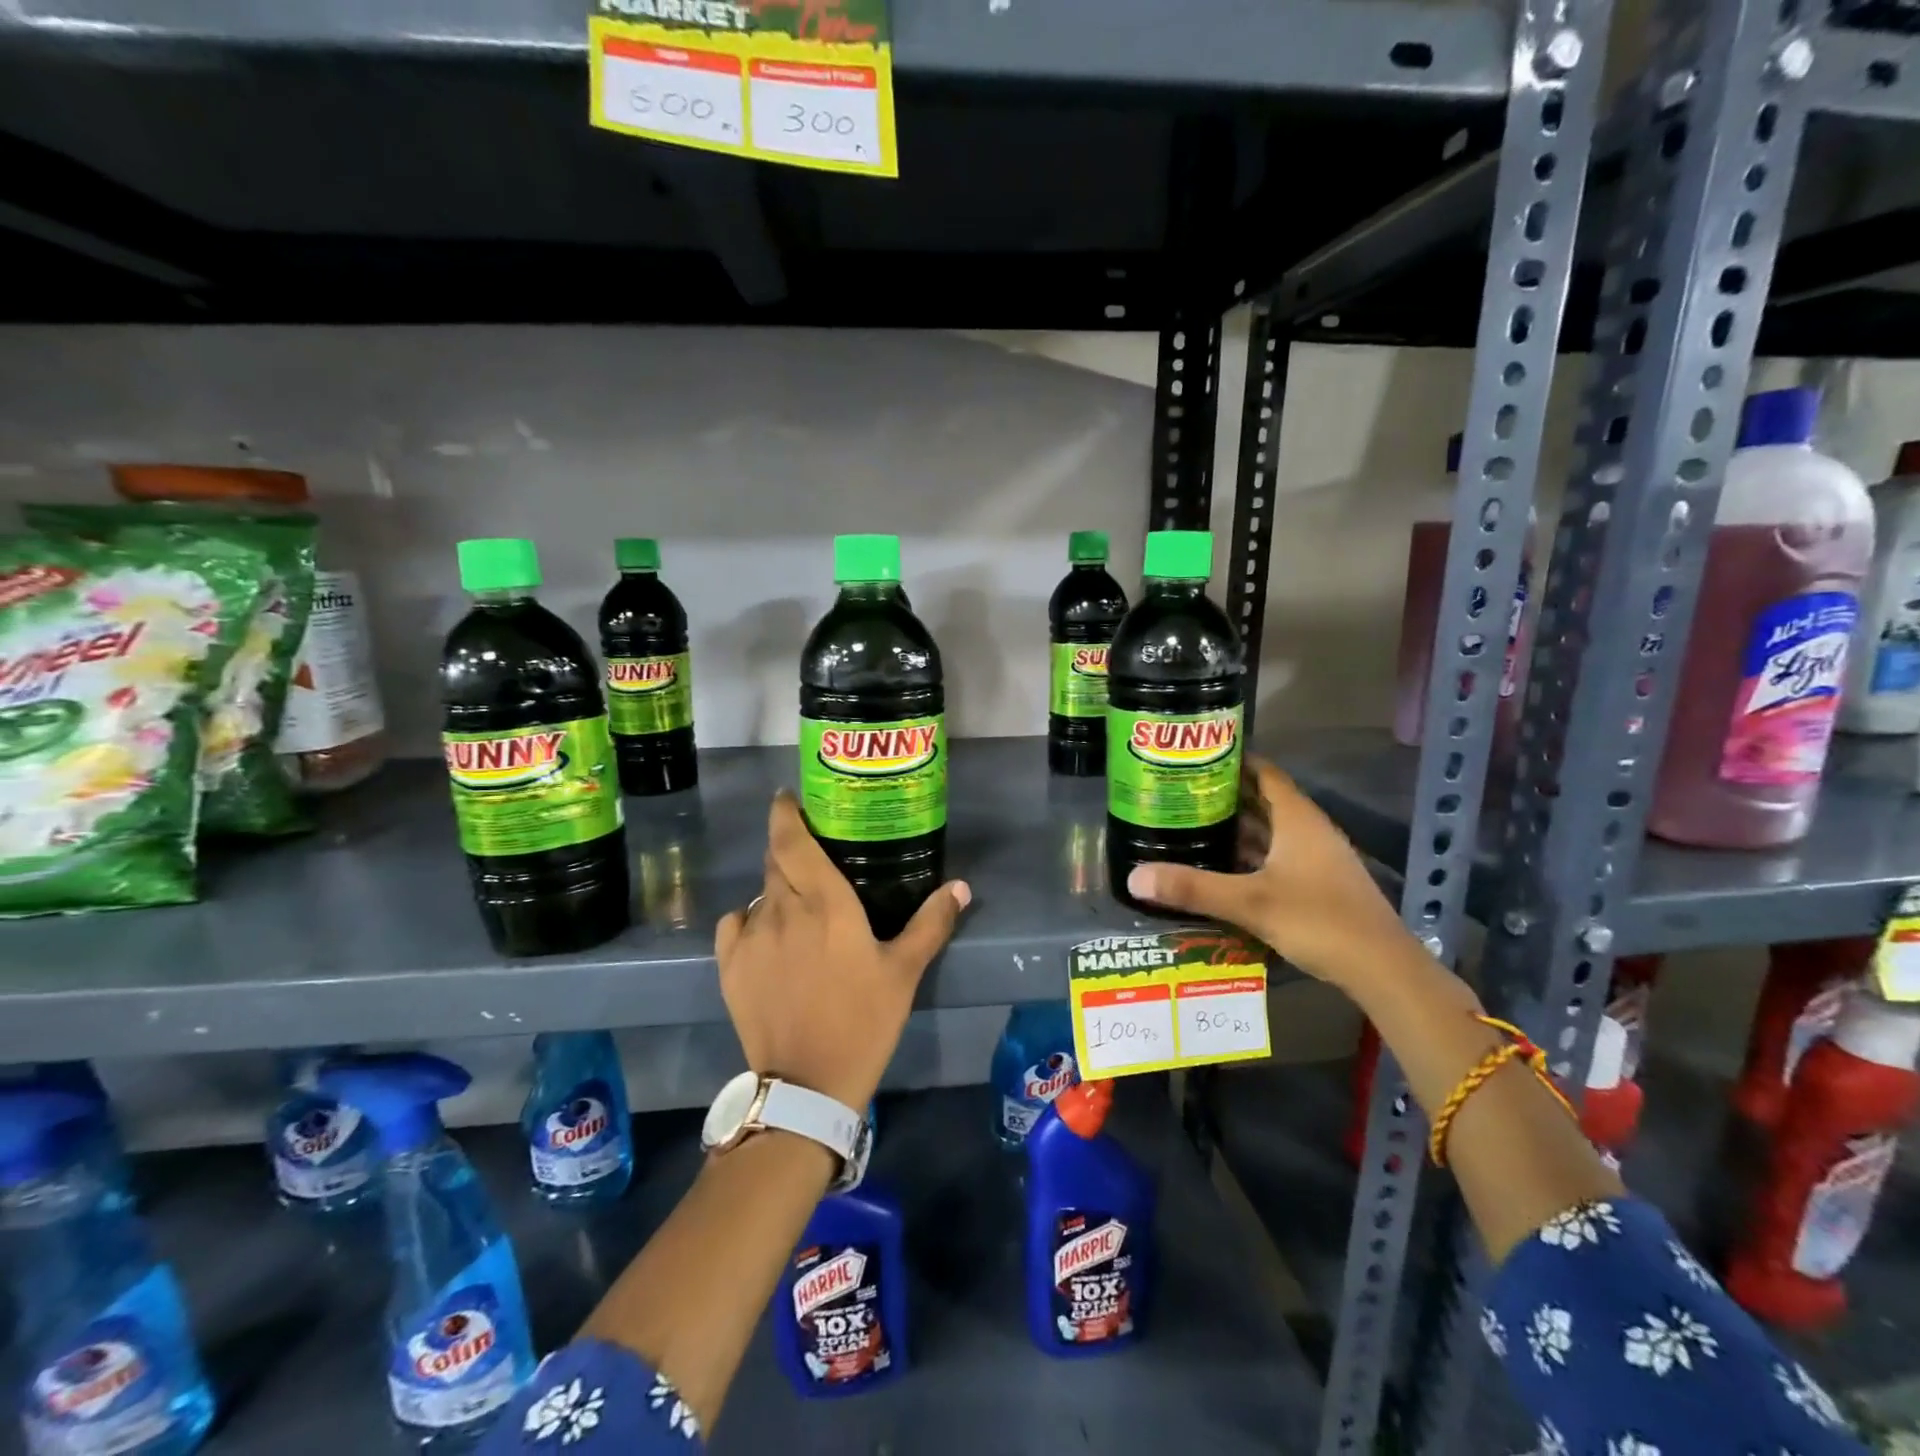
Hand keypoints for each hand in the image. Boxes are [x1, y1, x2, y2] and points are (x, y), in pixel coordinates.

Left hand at [715, 791, 971, 1110]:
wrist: (807, 1083)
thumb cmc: (862, 1020)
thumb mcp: (904, 972)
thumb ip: (931, 923)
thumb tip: (960, 886)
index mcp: (824, 902)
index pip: (792, 840)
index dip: (786, 812)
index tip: (790, 797)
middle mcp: (781, 909)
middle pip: (776, 860)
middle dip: (790, 847)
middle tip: (813, 849)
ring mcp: (750, 937)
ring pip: (760, 892)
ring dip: (778, 888)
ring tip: (799, 903)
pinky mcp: (729, 965)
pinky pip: (736, 922)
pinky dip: (751, 917)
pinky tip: (769, 934)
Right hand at [1124, 756, 1409, 989]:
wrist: (1382, 968)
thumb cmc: (1319, 920)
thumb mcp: (1250, 903)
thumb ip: (1193, 888)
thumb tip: (1134, 877)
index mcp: (1297, 818)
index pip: (1263, 772)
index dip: (1232, 760)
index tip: (1194, 757)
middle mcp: (1308, 830)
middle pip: (1263, 799)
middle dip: (1224, 794)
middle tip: (1179, 792)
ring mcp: (1315, 857)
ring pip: (1270, 830)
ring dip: (1236, 826)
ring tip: (1190, 824)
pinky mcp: (1317, 883)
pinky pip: (1275, 855)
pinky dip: (1249, 854)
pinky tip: (1221, 866)